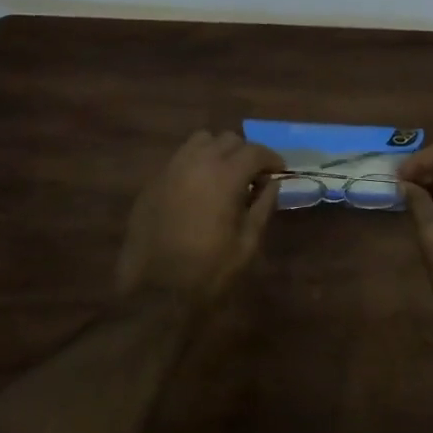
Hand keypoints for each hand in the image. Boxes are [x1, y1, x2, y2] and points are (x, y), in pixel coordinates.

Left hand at [116, 132, 283, 305]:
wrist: (154, 293)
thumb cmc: (208, 271)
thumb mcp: (247, 243)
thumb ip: (263, 207)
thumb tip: (272, 184)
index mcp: (224, 176)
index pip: (254, 151)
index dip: (272, 158)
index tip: (280, 172)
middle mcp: (197, 163)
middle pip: (228, 139)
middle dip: (246, 153)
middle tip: (254, 177)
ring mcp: (170, 170)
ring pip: (200, 141)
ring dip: (218, 152)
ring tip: (225, 176)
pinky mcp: (152, 183)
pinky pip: (180, 159)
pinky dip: (196, 163)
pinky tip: (199, 189)